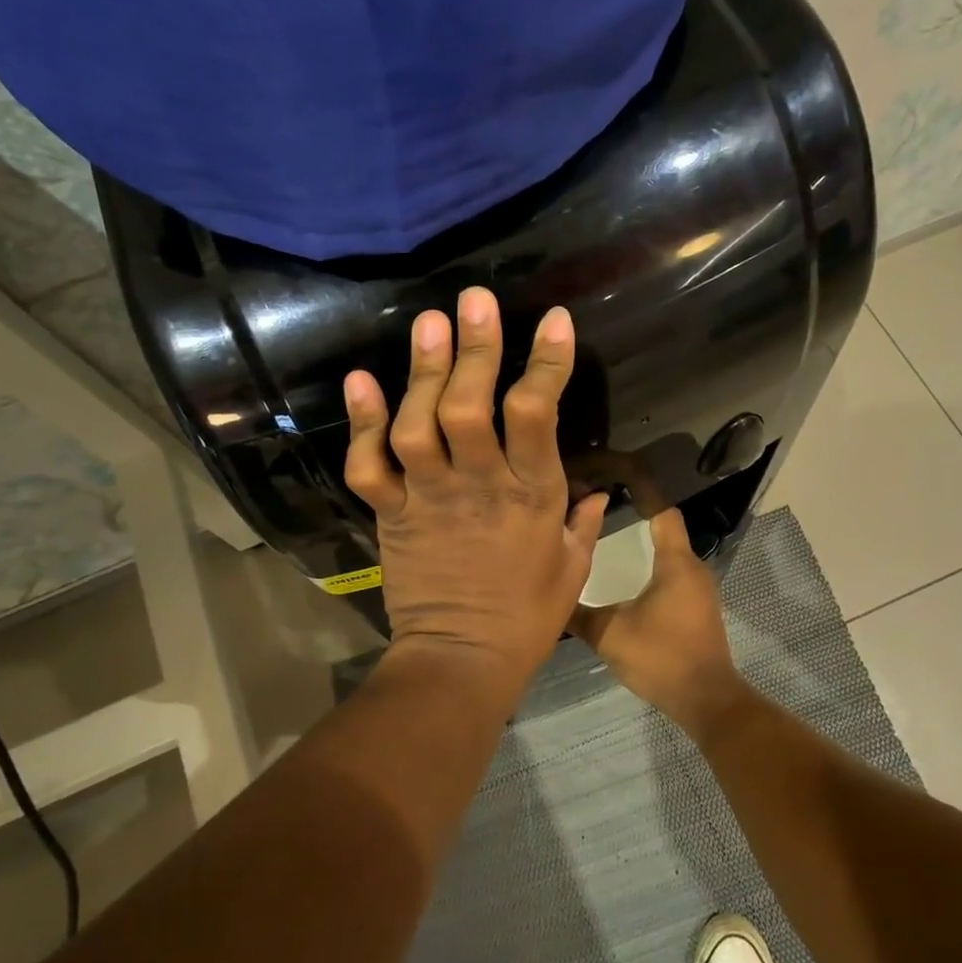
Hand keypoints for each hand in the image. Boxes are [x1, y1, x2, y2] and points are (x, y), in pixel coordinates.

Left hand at [343, 288, 608, 700]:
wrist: (461, 661)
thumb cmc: (527, 617)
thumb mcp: (573, 569)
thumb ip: (586, 523)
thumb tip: (602, 492)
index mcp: (532, 496)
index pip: (539, 416)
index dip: (546, 364)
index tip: (553, 321)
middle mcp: (478, 485)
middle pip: (470, 407)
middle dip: (475, 350)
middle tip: (475, 301)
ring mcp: (429, 498)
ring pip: (419, 425)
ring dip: (421, 372)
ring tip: (427, 324)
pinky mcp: (392, 514)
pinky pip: (370, 465)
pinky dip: (361, 423)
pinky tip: (360, 380)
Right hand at [570, 508, 745, 734]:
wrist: (707, 701)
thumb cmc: (662, 658)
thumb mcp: (610, 635)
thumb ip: (579, 614)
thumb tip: (550, 597)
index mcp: (675, 563)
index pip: (662, 511)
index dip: (642, 489)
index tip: (615, 475)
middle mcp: (692, 568)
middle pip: (664, 527)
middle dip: (635, 513)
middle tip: (599, 508)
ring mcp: (698, 589)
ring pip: (668, 552)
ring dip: (642, 542)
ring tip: (606, 537)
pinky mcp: (697, 607)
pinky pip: (672, 573)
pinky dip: (650, 565)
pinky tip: (626, 576)